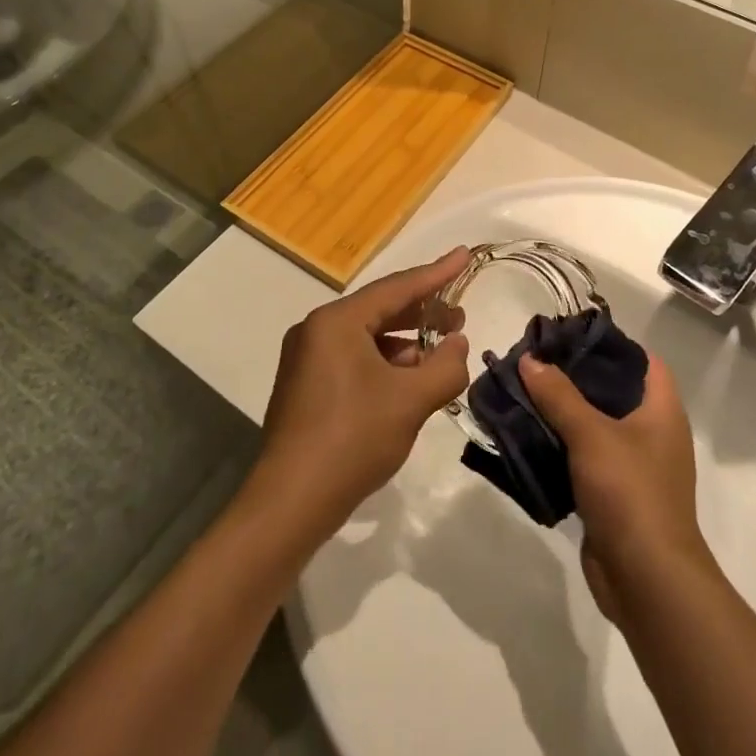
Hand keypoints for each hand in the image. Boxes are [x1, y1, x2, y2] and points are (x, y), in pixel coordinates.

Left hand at [257, 248, 472, 525]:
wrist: (291, 501)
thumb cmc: (353, 439)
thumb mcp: (410, 401)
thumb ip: (445, 367)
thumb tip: (457, 344)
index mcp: (337, 321)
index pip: (397, 288)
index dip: (436, 273)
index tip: (464, 255)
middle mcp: (316, 329)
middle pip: (379, 309)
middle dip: (422, 312)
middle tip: (459, 314)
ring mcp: (307, 358)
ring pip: (367, 337)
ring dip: (405, 343)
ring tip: (441, 352)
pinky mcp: (306, 385)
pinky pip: (353, 358)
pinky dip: (384, 363)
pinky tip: (409, 381)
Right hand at [518, 351, 707, 624]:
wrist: (647, 580)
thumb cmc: (630, 492)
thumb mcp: (591, 434)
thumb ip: (559, 394)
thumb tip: (530, 358)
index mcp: (661, 410)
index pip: (642, 360)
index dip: (610, 343)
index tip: (569, 334)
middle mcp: (652, 433)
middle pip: (612, 390)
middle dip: (574, 376)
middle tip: (534, 361)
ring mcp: (634, 466)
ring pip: (594, 425)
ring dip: (562, 412)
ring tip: (523, 392)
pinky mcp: (614, 495)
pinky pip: (584, 458)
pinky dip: (560, 446)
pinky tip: (527, 435)